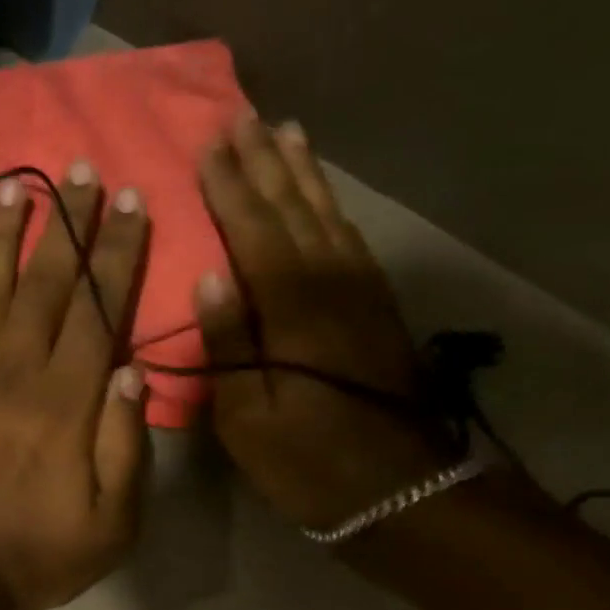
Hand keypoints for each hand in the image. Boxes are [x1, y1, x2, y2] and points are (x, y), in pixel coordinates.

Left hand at [0, 167, 149, 609]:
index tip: (128, 201)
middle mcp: (14, 372)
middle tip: (80, 170)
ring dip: (5, 237)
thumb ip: (126, 444)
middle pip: (46, 283)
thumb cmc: (37, 555)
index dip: (116, 251)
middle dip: (68, 223)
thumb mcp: (112, 521)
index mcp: (67, 401)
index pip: (98, 307)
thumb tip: (129, 371)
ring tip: (17, 188)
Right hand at [193, 115, 453, 530]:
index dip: (230, 188)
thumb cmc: (308, 462)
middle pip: (293, 210)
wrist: (401, 490)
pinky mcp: (378, 308)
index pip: (254, 231)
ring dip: (303, 174)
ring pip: (327, 216)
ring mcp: (361, 293)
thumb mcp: (247, 420)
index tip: (208, 146)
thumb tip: (208, 279)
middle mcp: (330, 284)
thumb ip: (227, 346)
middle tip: (243, 119)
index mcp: (291, 309)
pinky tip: (322, 197)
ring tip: (285, 134)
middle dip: (265, 164)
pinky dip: (332, 208)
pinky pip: (350, 240)